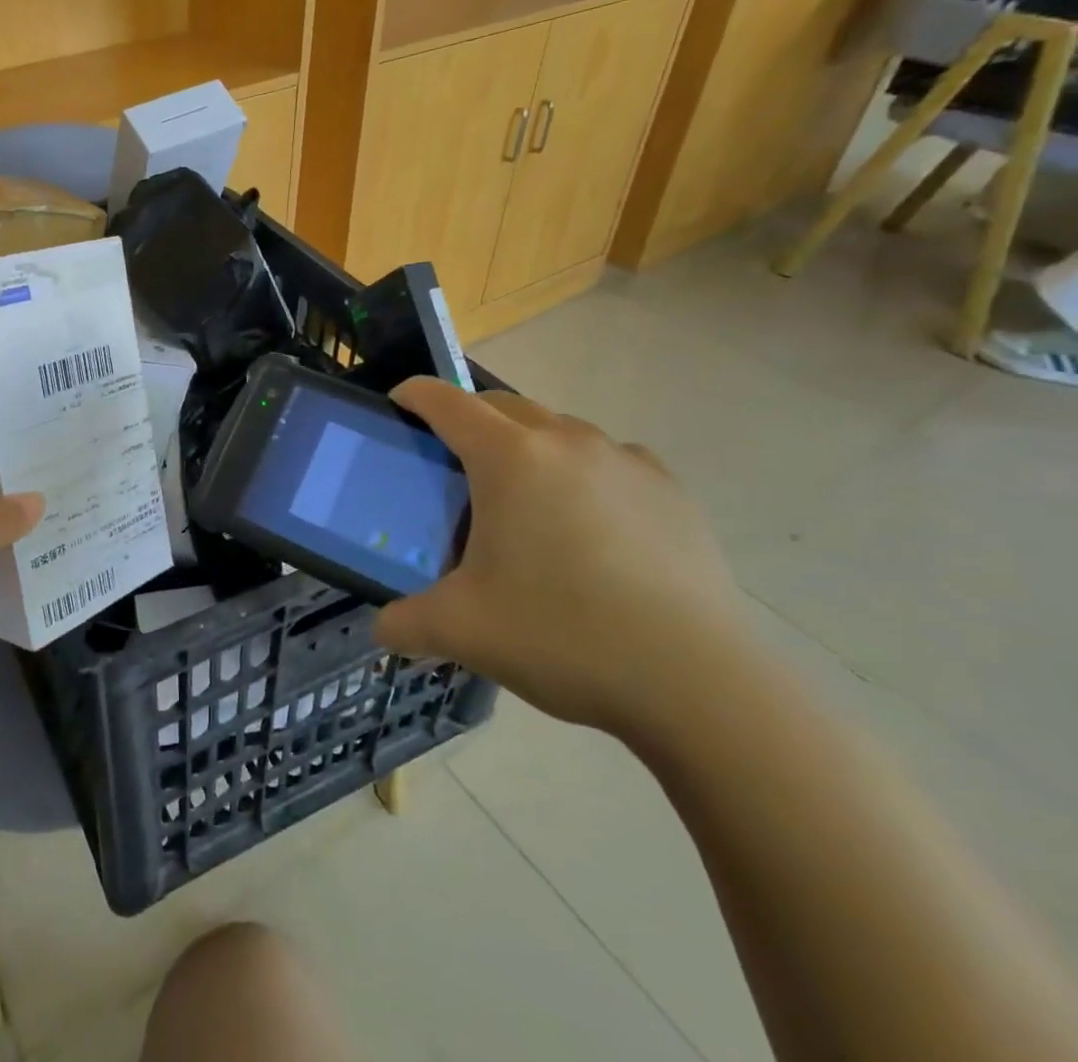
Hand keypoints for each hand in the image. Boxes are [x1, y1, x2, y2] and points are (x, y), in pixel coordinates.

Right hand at [373, 378, 754, 741]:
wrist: (698, 684)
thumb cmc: (561, 635)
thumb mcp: (460, 630)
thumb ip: (404, 622)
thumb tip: (382, 629)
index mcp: (508, 458)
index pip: (446, 402)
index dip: (413, 395)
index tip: (397, 404)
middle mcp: (566, 441)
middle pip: (502, 404)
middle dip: (468, 418)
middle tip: (451, 463)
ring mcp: (625, 461)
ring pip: (558, 429)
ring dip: (528, 445)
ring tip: (523, 500)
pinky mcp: (671, 490)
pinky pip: (610, 459)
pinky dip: (584, 472)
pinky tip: (588, 523)